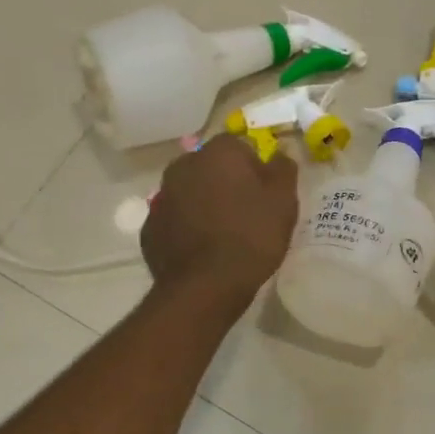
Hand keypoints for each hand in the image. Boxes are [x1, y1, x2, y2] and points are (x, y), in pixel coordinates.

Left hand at [142, 137, 298, 304]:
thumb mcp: (284, 201)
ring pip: (190, 193)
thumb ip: (284, 169)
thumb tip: (278, 156)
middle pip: (211, 167)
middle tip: (246, 214)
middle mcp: (183, 166)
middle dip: (226, 184)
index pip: (240, 147)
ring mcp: (161, 197)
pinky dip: (186, 229)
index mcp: (217, 152)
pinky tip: (202, 251)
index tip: (266, 195)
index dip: (256, 169)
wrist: (206, 286)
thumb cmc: (251, 236)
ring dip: (204, 205)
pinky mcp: (150, 228)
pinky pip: (175, 221)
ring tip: (224, 236)